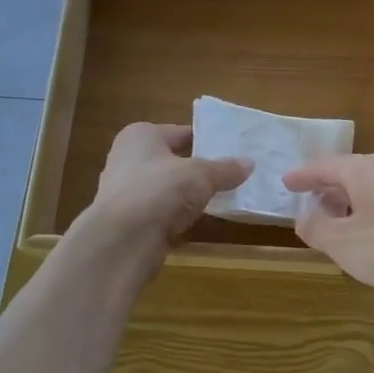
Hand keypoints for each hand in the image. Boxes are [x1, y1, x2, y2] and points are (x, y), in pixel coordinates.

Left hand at [87, 123, 250, 250]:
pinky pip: (162, 213)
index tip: (233, 151)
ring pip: (167, 188)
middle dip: (199, 169)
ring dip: (189, 195)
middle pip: (173, 160)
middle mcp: (128, 159)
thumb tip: (250, 163)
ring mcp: (125, 192)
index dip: (207, 140)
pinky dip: (179, 216)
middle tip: (232, 175)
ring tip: (222, 199)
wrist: (123, 240)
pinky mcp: (129, 221)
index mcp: (141, 136)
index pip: (182, 132)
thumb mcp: (201, 175)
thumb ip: (226, 169)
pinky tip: (200, 222)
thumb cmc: (160, 190)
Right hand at [283, 155, 373, 300]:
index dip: (303, 176)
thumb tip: (304, 217)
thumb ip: (317, 229)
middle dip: (330, 189)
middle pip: (352, 174)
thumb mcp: (343, 242)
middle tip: (312, 203)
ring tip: (340, 224)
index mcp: (363, 171)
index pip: (325, 166)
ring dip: (353, 204)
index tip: (286, 182)